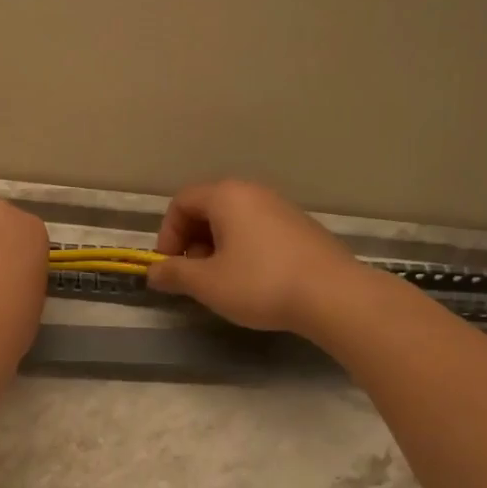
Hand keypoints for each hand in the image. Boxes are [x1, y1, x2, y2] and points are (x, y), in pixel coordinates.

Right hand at [146, 180, 367, 334]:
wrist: (333, 295)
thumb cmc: (260, 283)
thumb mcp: (207, 283)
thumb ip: (174, 273)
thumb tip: (153, 271)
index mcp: (226, 196)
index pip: (181, 202)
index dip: (168, 234)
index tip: (171, 266)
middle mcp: (253, 192)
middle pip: (208, 208)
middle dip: (192, 241)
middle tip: (195, 275)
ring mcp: (281, 207)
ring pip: (234, 221)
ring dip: (217, 248)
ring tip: (223, 282)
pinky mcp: (301, 227)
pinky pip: (258, 230)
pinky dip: (244, 250)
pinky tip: (253, 281)